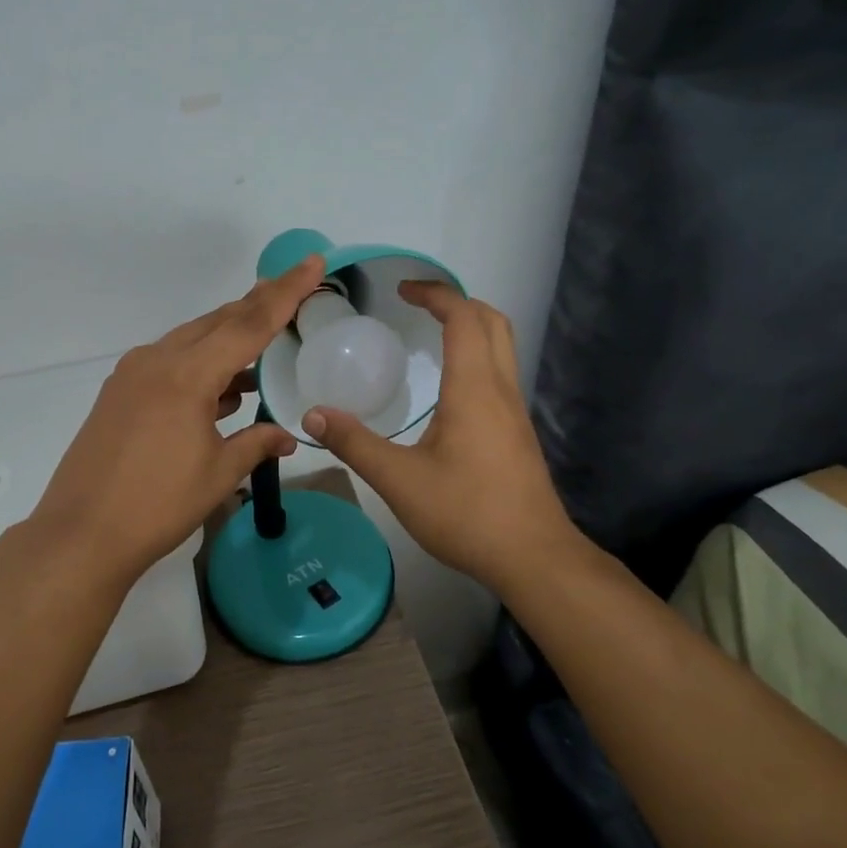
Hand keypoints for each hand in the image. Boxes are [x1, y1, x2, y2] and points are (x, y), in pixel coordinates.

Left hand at [29, 255, 324, 583]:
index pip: (248, 324)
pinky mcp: (119, 393)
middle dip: (256, 306)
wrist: (81, 534)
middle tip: (292, 291)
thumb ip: (256, 444)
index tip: (311, 263)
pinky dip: (200, 364)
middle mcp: (157, 361)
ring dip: (227, 338)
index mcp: (186, 375)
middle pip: (217, 322)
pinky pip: (169, 363)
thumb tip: (289, 437)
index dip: (285, 293)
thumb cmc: (157, 505)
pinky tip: (222, 386)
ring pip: (191, 341)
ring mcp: (132, 375)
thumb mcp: (218, 474)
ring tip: (263, 342)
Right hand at [300, 283, 582, 593]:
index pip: (463, 318)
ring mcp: (514, 411)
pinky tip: (448, 388)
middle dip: (457, 302)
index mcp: (474, 388)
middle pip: (492, 321)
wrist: (533, 557)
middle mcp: (500, 389)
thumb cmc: (466, 512)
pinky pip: (500, 373)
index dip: (435, 294)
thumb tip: (313, 415)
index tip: (402, 290)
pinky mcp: (517, 433)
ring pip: (502, 347)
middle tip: (417, 306)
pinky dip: (476, 356)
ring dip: (470, 327)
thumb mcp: (399, 479)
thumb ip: (354, 443)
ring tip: (430, 336)